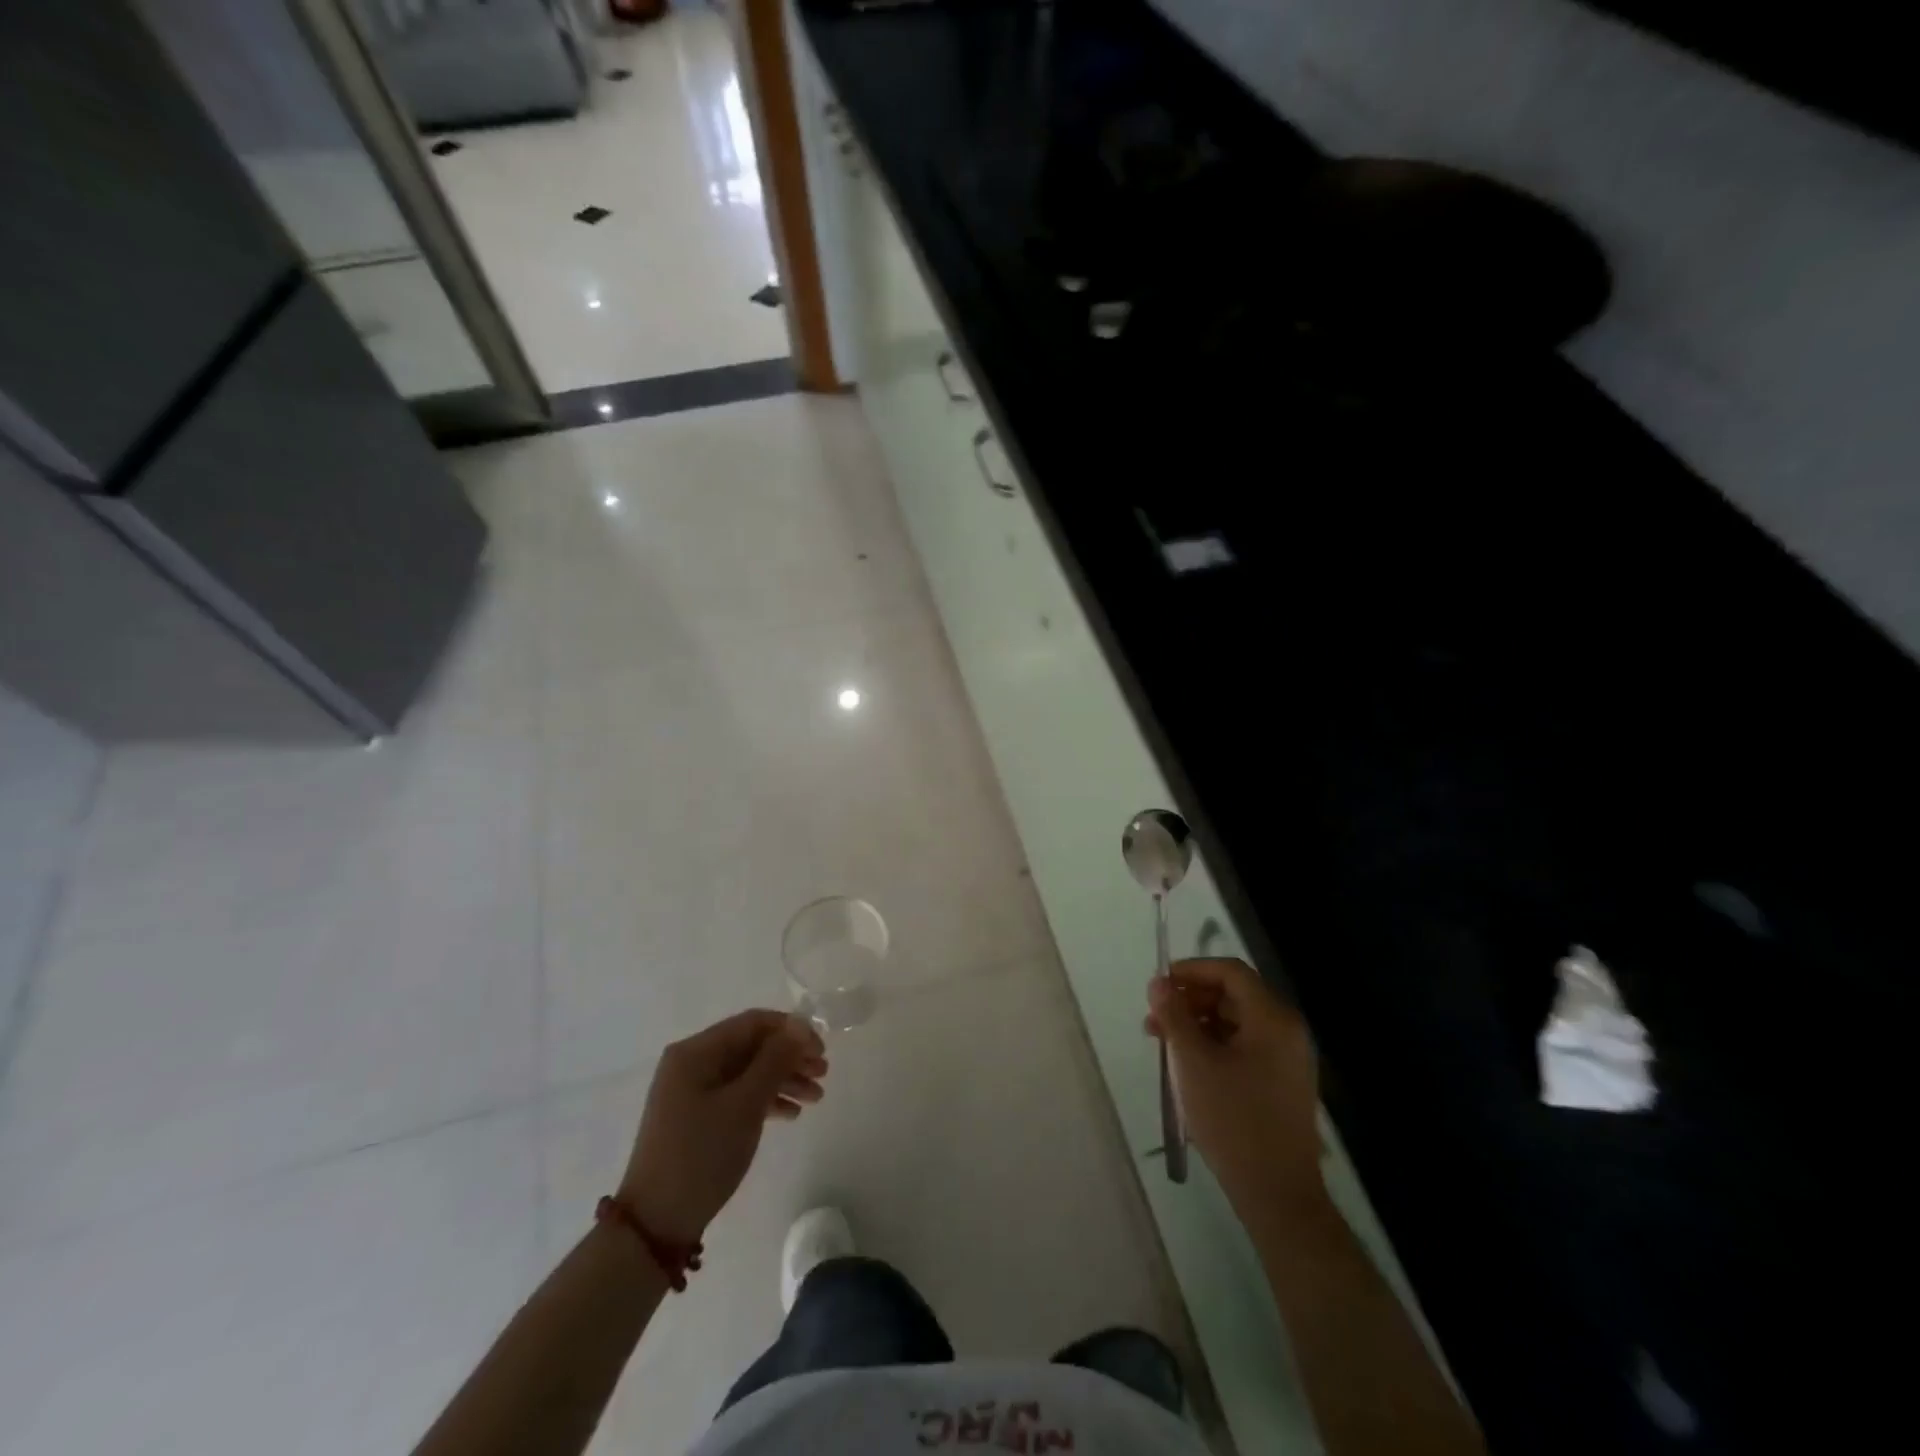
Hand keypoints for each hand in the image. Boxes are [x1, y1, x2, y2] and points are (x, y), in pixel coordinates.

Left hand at [619, 1011, 828, 1244]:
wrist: (655, 1225)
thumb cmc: (701, 1155)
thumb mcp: (744, 1104)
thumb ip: (775, 1060)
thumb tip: (799, 1026)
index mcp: (696, 1052)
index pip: (752, 1023)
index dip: (791, 1030)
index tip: (821, 1049)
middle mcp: (692, 1064)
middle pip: (752, 1047)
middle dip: (790, 1057)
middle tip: (824, 1073)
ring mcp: (693, 1092)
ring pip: (748, 1072)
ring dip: (784, 1079)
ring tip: (816, 1097)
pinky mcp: (697, 1118)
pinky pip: (738, 1095)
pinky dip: (766, 1100)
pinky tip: (792, 1114)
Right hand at [1146, 959, 1323, 1212]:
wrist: (1278, 1195)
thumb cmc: (1234, 1121)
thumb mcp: (1193, 1063)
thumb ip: (1174, 1016)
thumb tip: (1159, 983)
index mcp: (1273, 1018)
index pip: (1230, 971)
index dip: (1191, 971)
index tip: (1158, 985)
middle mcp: (1287, 1030)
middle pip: (1234, 994)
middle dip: (1190, 1000)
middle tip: (1154, 1018)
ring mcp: (1288, 1058)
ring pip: (1236, 1021)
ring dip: (1198, 1023)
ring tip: (1163, 1043)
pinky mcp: (1282, 1082)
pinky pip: (1244, 1045)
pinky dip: (1214, 1044)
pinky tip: (1187, 1064)